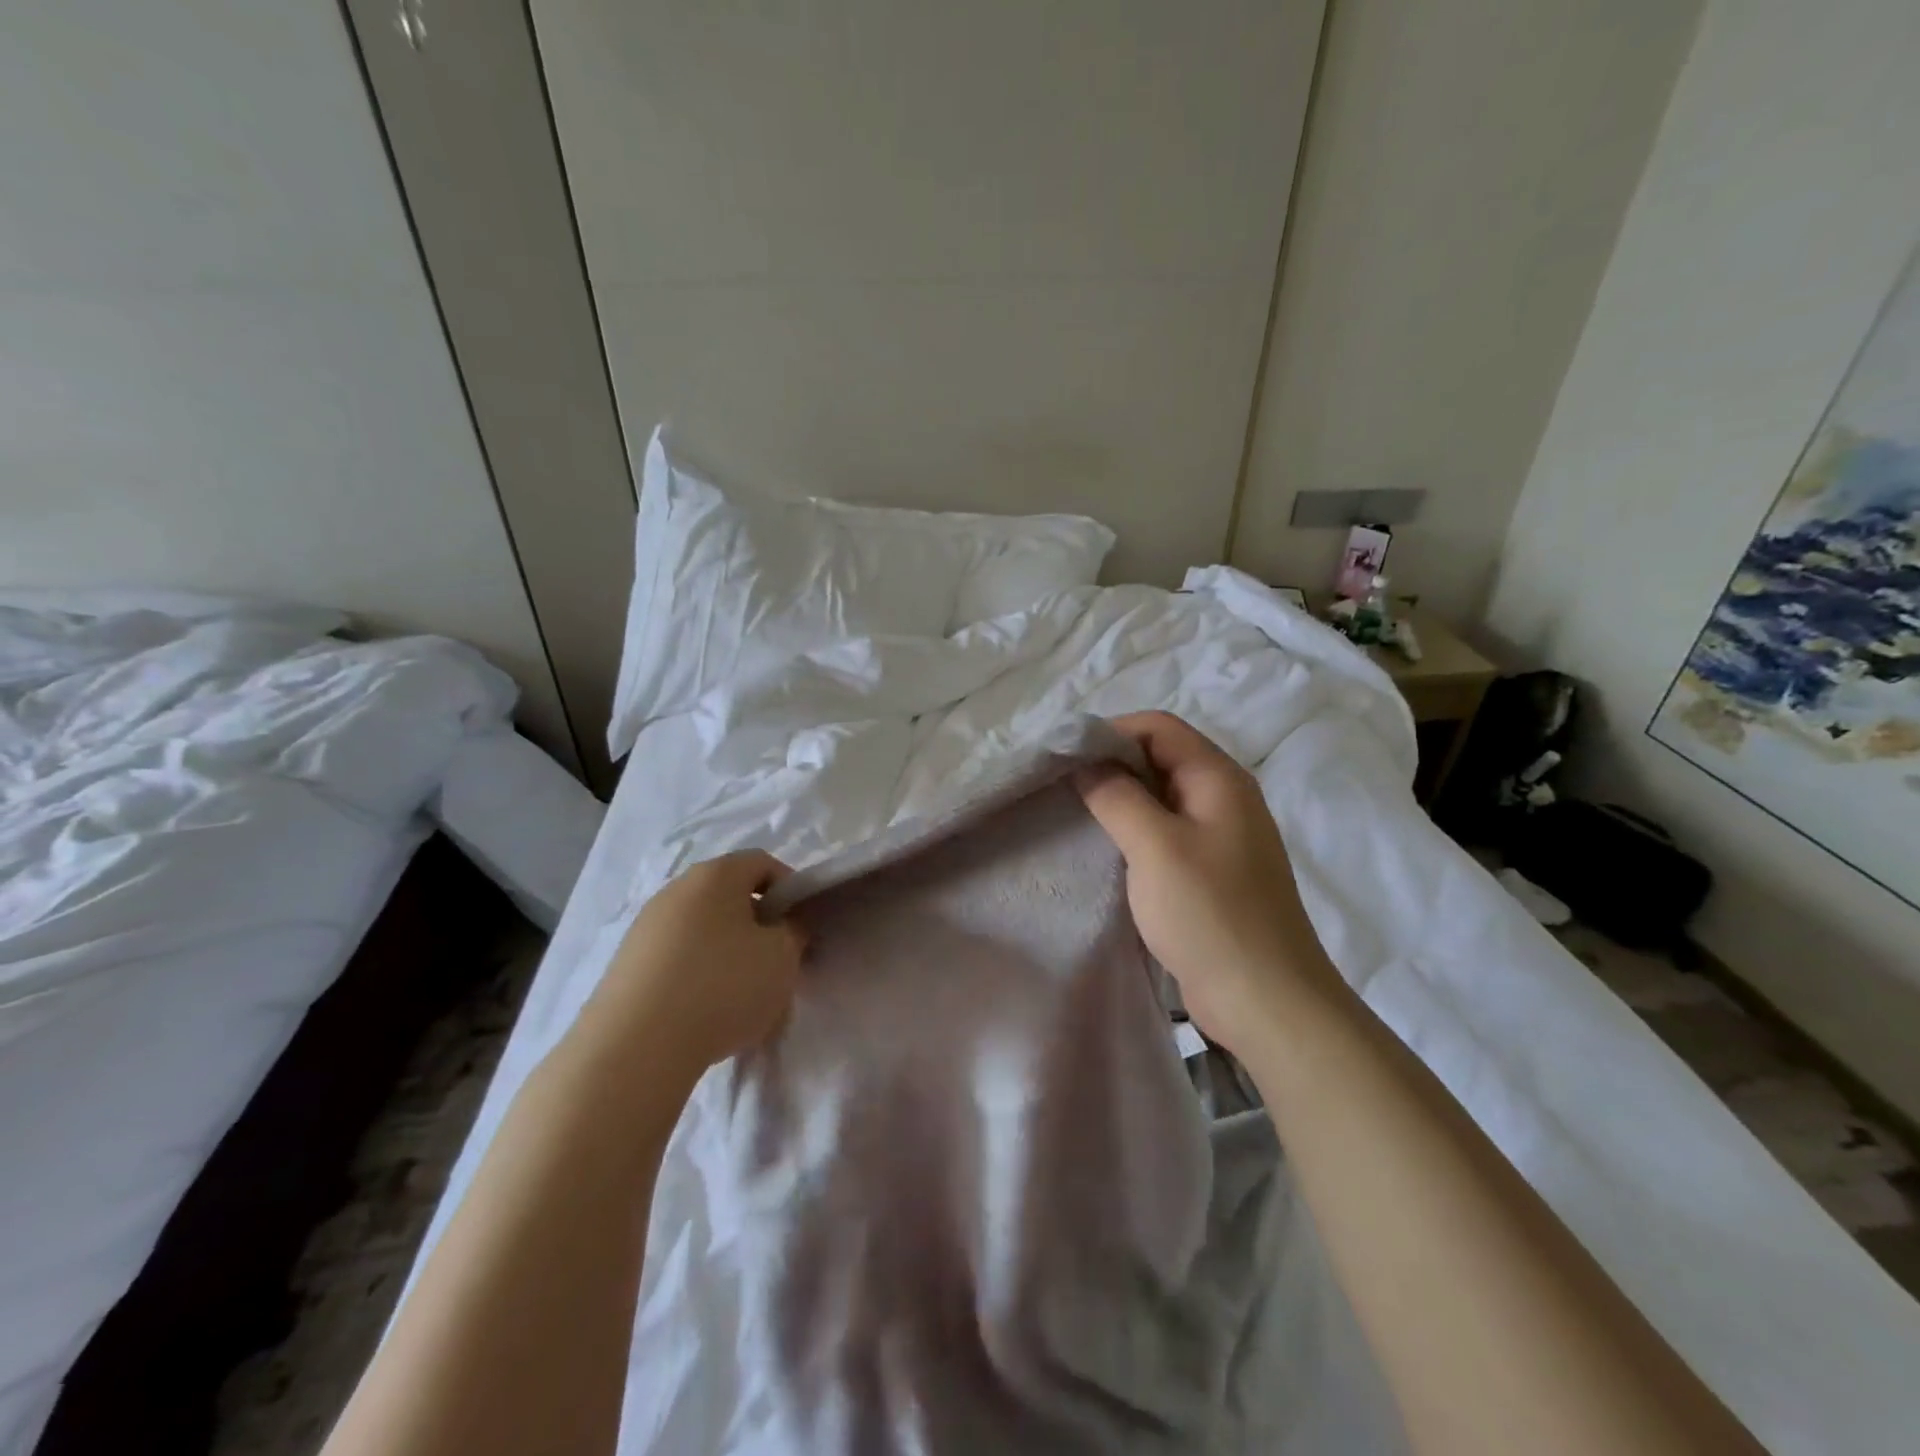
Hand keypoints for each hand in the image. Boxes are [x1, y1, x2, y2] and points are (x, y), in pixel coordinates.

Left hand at [578, 850, 805, 1083]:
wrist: (635, 1049)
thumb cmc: (723, 987)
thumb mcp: (782, 957)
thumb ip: (794, 931)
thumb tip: (783, 924)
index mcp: (716, 875)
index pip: (762, 862)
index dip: (789, 889)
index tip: (799, 926)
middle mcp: (676, 889)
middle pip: (729, 895)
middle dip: (756, 923)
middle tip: (774, 961)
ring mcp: (645, 926)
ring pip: (702, 928)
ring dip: (726, 951)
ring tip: (739, 995)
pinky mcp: (626, 964)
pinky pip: (676, 957)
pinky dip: (696, 974)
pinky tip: (703, 1012)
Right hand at [1077, 712, 1349, 1055]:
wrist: (1265, 1001)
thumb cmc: (1210, 914)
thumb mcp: (1155, 846)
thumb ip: (1117, 796)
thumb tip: (1085, 762)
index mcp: (1219, 779)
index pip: (1159, 726)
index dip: (1111, 731)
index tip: (1065, 755)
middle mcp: (1224, 798)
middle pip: (1161, 757)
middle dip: (1111, 763)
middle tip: (1063, 784)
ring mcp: (1220, 837)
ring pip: (1161, 797)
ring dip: (1121, 798)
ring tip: (1076, 813)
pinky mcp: (1211, 872)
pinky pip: (1166, 833)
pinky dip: (1134, 830)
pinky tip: (1106, 849)